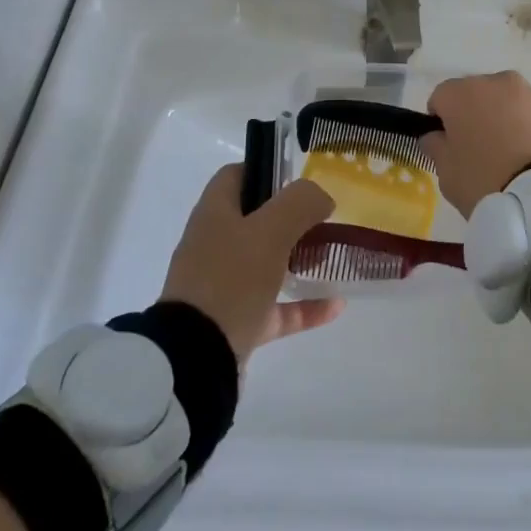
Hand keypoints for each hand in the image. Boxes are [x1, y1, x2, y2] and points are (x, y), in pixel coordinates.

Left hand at [160, 166, 344, 362]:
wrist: (195, 360)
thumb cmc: (230, 280)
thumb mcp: (270, 230)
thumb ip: (300, 203)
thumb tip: (321, 197)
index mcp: (215, 215)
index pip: (236, 176)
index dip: (266, 170)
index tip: (300, 180)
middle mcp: (214, 246)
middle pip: (255, 220)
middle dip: (292, 218)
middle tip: (325, 220)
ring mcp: (223, 287)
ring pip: (266, 264)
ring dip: (299, 259)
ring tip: (332, 257)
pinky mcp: (234, 324)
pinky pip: (275, 308)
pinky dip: (303, 306)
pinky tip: (335, 306)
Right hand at [424, 71, 530, 218]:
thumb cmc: (484, 181)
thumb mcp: (446, 173)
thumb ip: (436, 147)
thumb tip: (435, 136)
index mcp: (463, 93)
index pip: (441, 97)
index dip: (440, 120)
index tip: (446, 145)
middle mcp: (498, 82)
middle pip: (478, 94)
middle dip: (475, 115)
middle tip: (479, 150)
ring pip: (509, 102)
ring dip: (505, 119)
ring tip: (512, 156)